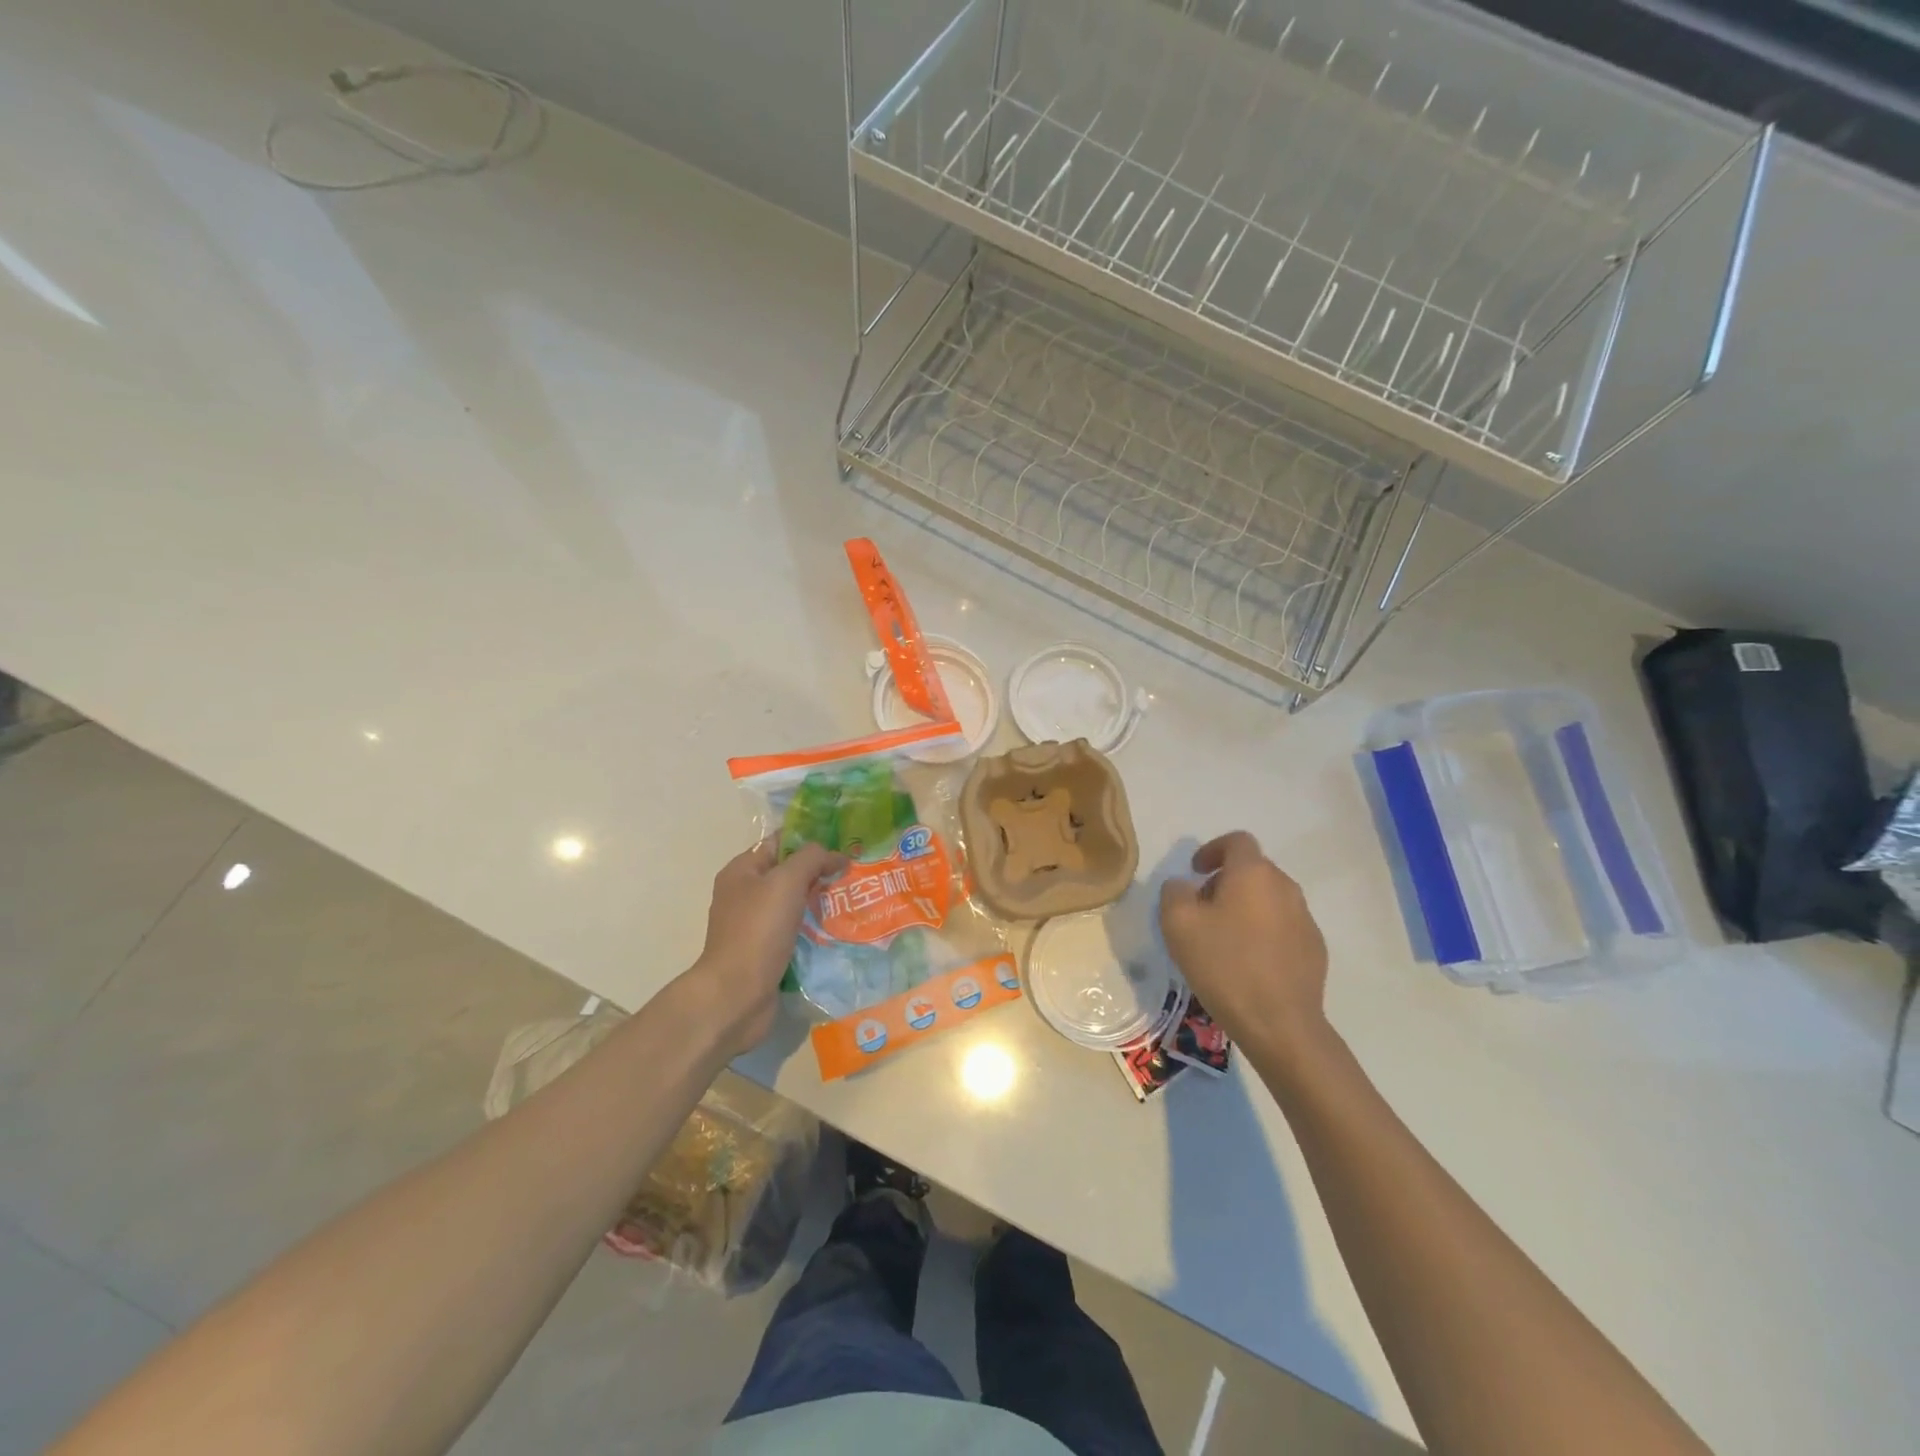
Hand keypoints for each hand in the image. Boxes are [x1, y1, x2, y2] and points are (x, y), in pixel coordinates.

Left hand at [685, 839, 845, 1055]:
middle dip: (820, 872)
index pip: (779, 842)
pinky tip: (839, 930)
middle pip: (788, 873)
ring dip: (820, 902)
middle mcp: (745, 894)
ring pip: (794, 904)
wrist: (736, 995)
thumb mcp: (786, 881)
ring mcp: (754, 926)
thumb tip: (836, 855)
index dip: (810, 840)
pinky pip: (795, 931)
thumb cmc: (758, 931)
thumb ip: (812, 859)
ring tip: (853, 900)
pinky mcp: (766, 952)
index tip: (844, 844)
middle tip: (855, 872)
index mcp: (741, 871)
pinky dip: (815, 929)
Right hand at [1159, 831, 1328, 1055]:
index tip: (1195, 872)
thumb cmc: (1224, 965)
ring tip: (1223, 939)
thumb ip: (1174, 892)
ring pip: (1269, 898)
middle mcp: (1285, 887)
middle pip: (1253, 869)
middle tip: (1202, 909)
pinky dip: (1263, 932)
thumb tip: (1184, 887)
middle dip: (1225, 881)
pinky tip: (1248, 962)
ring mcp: (1305, 919)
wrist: (1280, 1024)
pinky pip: (1283, 926)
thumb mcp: (1177, 923)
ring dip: (1245, 907)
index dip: (1212, 849)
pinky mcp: (1315, 949)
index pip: (1236, 841)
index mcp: (1253, 873)